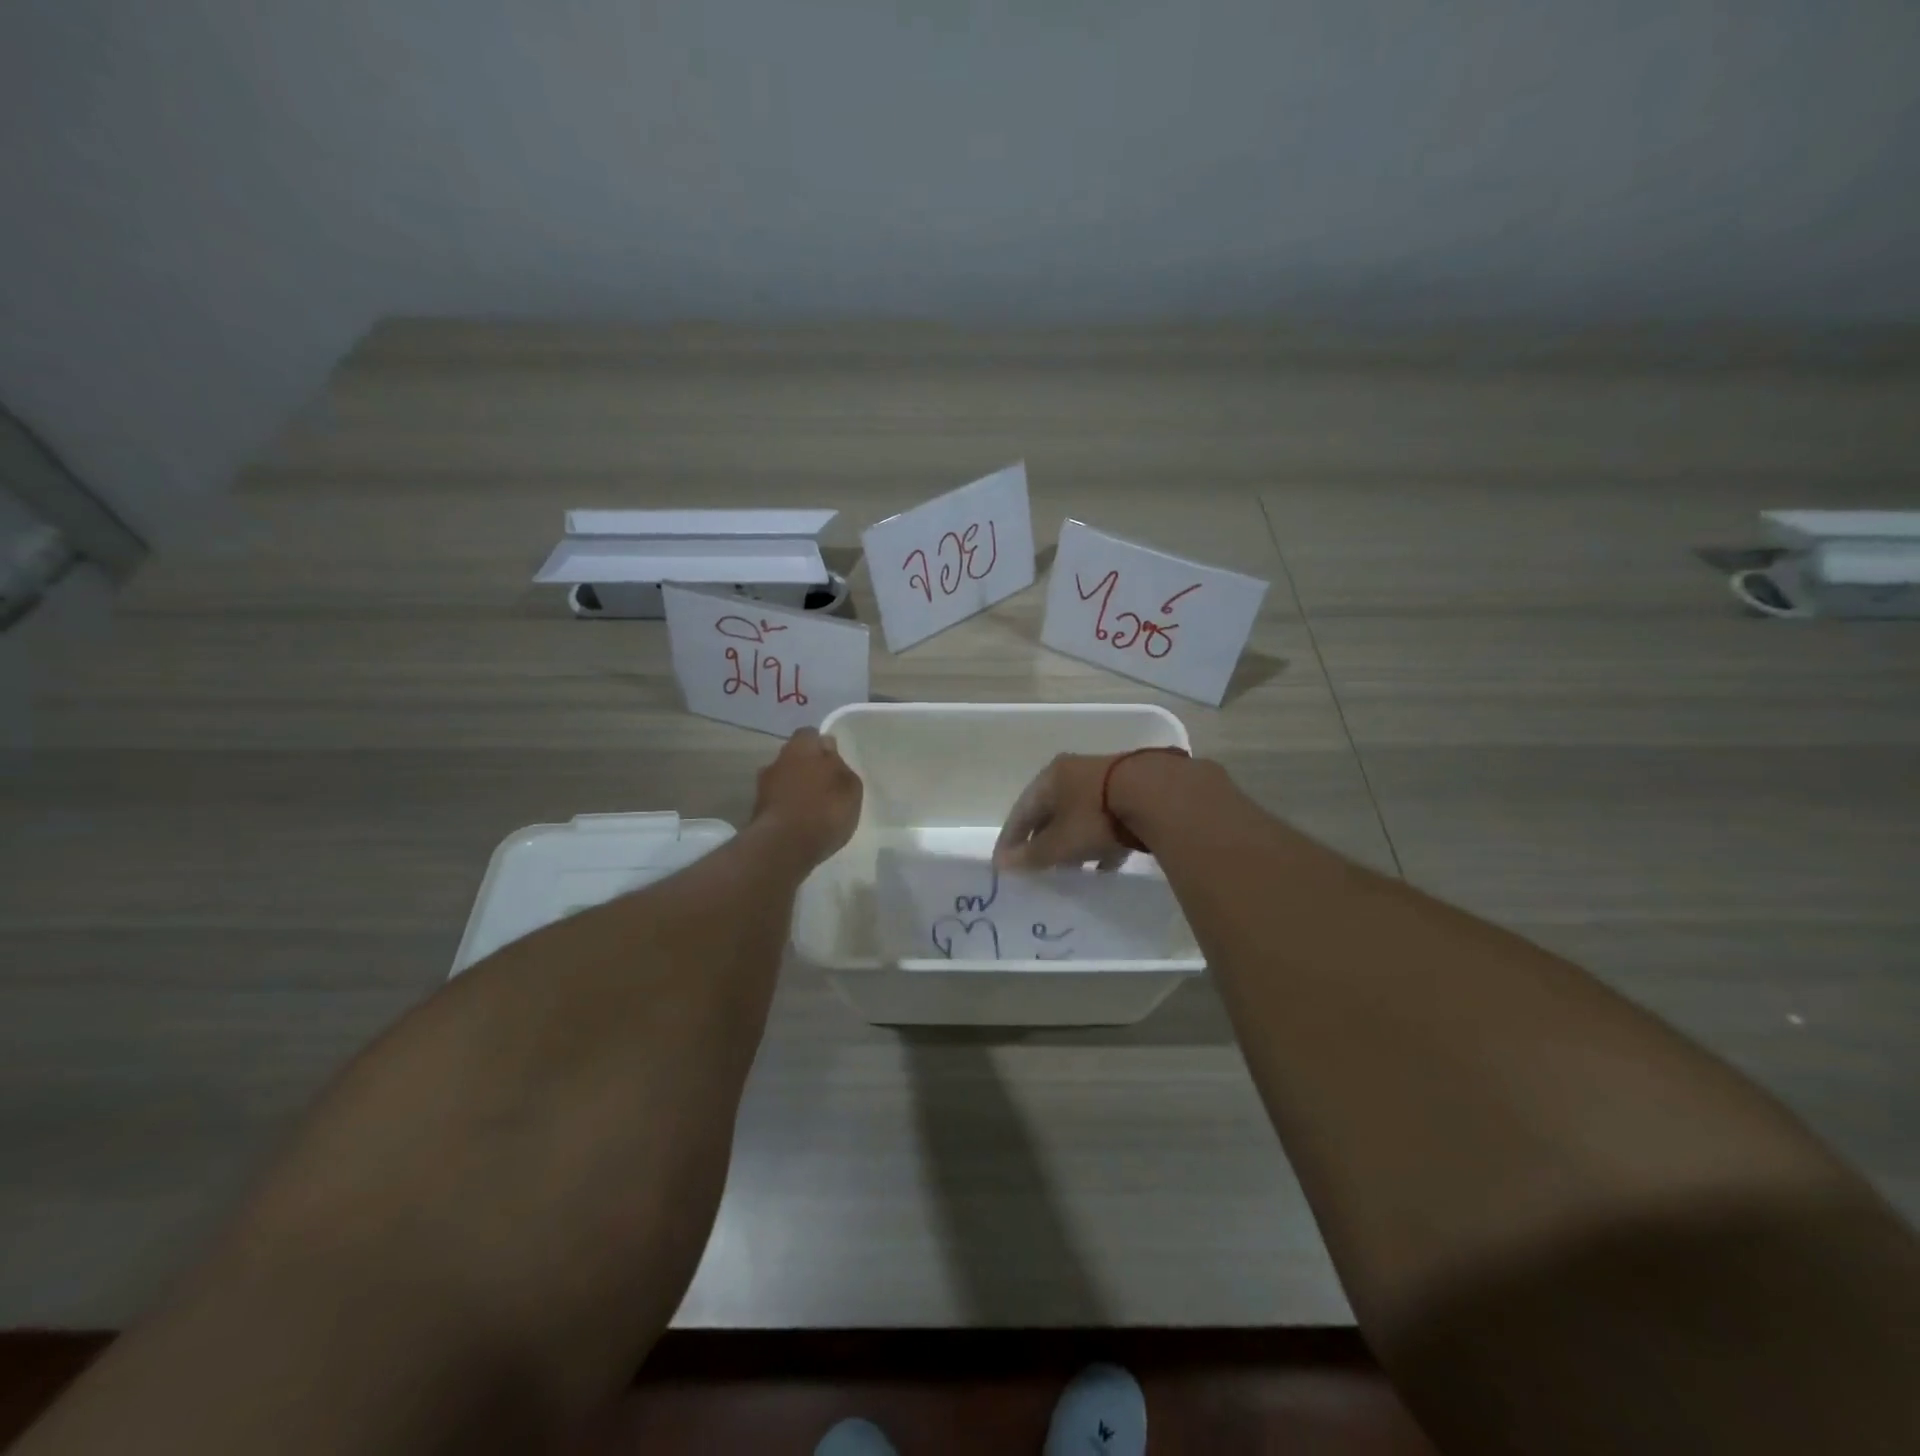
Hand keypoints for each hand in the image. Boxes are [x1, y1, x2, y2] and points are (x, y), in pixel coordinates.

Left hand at [751, 728, 863, 867]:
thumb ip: (839, 765)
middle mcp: (778, 760)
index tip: (833, 760)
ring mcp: (763, 786)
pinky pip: (777, 801)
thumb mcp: (850, 787)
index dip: (821, 745)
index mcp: (801, 747)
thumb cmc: (825, 809)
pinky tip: (800, 822)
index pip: (810, 734)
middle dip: (807, 767)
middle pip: (794, 757)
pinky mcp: (757, 811)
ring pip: (784, 779)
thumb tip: (828, 749)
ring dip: (795, 788)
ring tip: (812, 807)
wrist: (784, 847)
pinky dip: (787, 807)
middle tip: (825, 784)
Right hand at [994, 753, 1134, 871]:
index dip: (1010, 839)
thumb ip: (1031, 855)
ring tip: (1069, 870)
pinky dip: (1099, 842)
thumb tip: (1001, 864)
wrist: (1158, 795)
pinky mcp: (1134, 792)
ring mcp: (1106, 780)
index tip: (1003, 864)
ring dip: (1071, 842)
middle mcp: (1075, 773)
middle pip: (1050, 811)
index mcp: (1050, 777)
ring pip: (1079, 816)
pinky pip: (1107, 821)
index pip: (1021, 810)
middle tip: (1035, 866)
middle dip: (1041, 840)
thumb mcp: (1059, 842)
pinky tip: (1104, 866)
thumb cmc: (1095, 816)